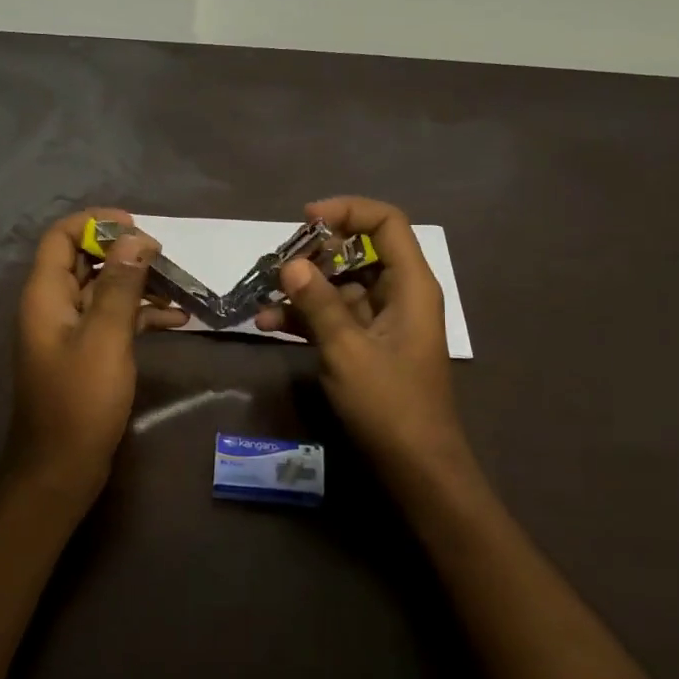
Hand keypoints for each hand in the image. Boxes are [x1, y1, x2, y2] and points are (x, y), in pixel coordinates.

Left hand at [7, 209, 188, 505]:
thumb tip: (136, 238)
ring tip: (179, 285)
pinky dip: (140, 314)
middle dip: (124, 252)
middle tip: (165, 256)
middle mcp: (53, 305)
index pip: (61, 236)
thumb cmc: (81, 400)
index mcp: (46, 294)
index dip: (95, 222)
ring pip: (104, 289)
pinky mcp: (86, 353)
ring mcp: (69, 331)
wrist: (61, 467)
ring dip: (138, 283)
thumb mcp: (105, 337)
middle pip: (84, 260)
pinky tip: (177, 320)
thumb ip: (120, 285)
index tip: (137, 226)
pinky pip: (113, 320)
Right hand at [254, 197, 478, 499]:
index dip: (348, 211)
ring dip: (304, 288)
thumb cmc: (389, 404)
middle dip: (316, 253)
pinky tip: (269, 324)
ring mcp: (382, 321)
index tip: (306, 220)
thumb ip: (319, 303)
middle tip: (277, 264)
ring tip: (264, 296)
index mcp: (411, 285)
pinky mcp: (367, 345)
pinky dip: (307, 317)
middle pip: (359, 251)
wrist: (415, 467)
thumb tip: (290, 264)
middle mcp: (400, 295)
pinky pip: (335, 316)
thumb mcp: (347, 349)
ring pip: (341, 285)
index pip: (387, 223)